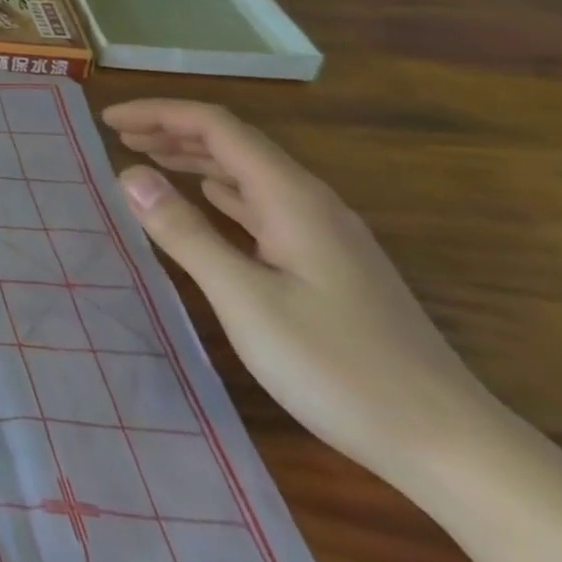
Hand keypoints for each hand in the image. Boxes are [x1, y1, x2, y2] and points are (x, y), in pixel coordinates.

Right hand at [103, 99, 492, 477]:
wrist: (453, 448)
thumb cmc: (338, 367)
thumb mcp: (244, 298)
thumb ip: (184, 231)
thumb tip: (128, 174)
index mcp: (291, 198)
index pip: (216, 126)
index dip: (158, 113)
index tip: (108, 121)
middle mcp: (311, 203)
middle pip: (234, 143)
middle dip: (172, 130)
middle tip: (119, 138)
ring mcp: (325, 235)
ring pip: (248, 173)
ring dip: (194, 158)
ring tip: (148, 160)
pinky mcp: (330, 264)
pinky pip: (262, 204)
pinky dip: (220, 191)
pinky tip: (206, 202)